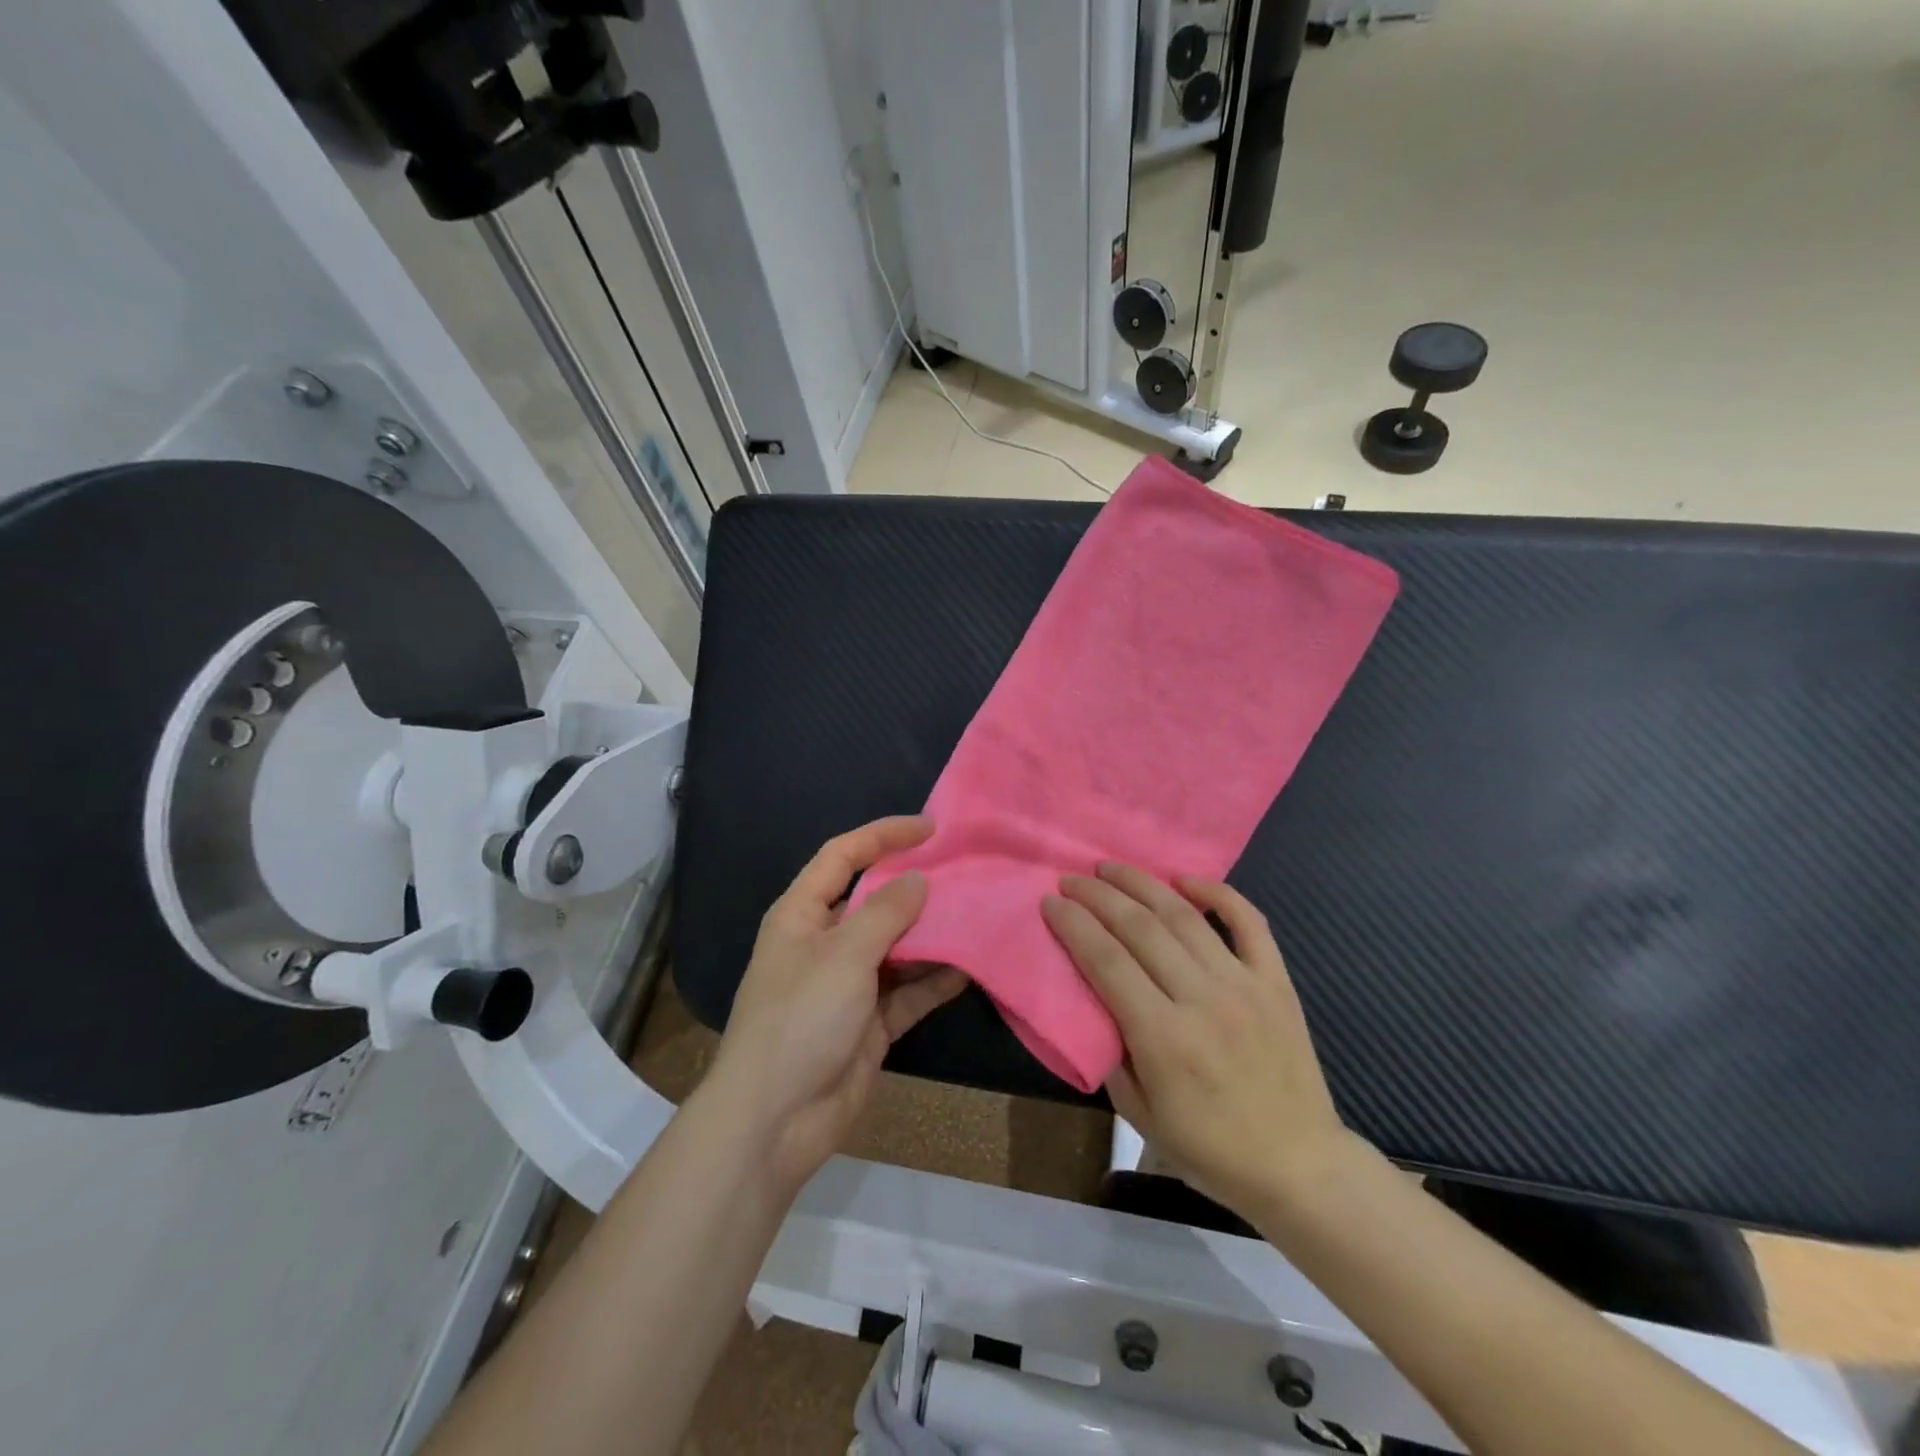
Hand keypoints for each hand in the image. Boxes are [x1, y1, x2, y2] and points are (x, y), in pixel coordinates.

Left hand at [706, 816, 967, 1191]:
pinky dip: (935, 981)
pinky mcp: (870, 1023)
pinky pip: (908, 991)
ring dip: (932, 935)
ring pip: (898, 947)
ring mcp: (849, 985)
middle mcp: (825, 943)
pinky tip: (970, 968)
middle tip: (966, 873)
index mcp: (802, 914)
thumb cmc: (800, 1020)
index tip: (930, 828)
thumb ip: (885, 913)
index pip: (843, 855)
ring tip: (977, 915)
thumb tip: (918, 880)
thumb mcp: (844, 955)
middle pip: (876, 901)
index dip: (883, 835)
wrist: (775, 1121)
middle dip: (917, 887)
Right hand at [1041, 864, 1353, 1214]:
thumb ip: (1110, 1051)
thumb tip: (1092, 999)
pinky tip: (1186, 880)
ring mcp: (1244, 985)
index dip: (1074, 925)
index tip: (1051, 902)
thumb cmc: (1210, 1149)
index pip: (1106, 961)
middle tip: (1071, 879)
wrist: (1300, 1166)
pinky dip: (1218, 893)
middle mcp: (1203, 1000)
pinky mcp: (1276, 981)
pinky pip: (1249, 922)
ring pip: (1185, 916)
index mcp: (1163, 1038)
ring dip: (1143, 884)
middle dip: (1098, 896)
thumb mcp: (1139, 1114)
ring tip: (1112, 868)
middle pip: (1140, 928)